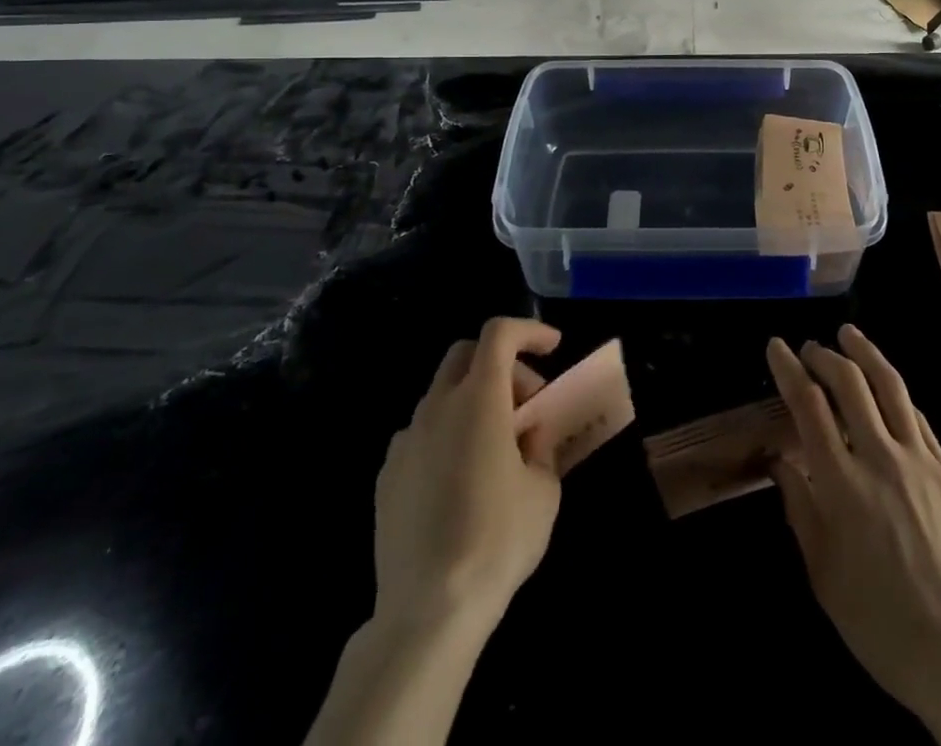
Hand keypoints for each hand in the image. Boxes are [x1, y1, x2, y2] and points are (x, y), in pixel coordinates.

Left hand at [373, 317, 563, 634]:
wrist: (428, 610)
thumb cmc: (497, 540)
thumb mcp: (544, 489)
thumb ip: (539, 447)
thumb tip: (527, 436)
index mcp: (478, 399)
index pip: (499, 334)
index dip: (529, 330)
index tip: (553, 347)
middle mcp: (437, 407)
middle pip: (465, 354)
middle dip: (502, 364)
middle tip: (527, 403)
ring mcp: (406, 441)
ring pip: (442, 395)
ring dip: (473, 401)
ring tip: (496, 448)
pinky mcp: (387, 477)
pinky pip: (422, 434)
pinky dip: (448, 435)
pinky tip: (461, 480)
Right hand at [767, 327, 940, 745]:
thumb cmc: (881, 622)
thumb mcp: (823, 574)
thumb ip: (799, 508)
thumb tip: (779, 462)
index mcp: (842, 484)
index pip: (808, 405)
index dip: (789, 369)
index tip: (777, 346)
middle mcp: (881, 458)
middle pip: (850, 383)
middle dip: (825, 354)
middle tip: (810, 346)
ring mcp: (922, 461)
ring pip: (891, 386)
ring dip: (866, 353)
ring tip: (850, 334)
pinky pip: (919, 417)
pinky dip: (897, 393)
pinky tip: (889, 388)